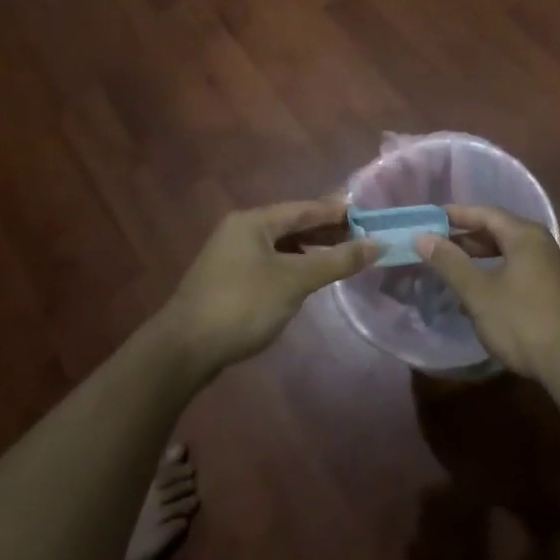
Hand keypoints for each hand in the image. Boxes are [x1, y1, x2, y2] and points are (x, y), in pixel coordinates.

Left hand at [159, 201, 375, 378]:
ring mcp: (230, 256)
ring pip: (280, 245)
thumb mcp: (295, 281)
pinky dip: (292, 265)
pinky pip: (269, 263)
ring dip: (310, 249)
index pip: (304, 208)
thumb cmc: (242, 305)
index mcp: (254, 221)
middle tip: (361, 238)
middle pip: (292, 224)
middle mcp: (240, 230)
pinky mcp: (227, 281)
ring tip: (340, 257)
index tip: (368, 216)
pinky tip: (307, 279)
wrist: (183, 351)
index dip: (337, 211)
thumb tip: (377, 244)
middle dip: (326, 231)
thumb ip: (336, 260)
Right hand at [415, 205, 559, 380]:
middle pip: (498, 231)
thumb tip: (423, 237)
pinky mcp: (553, 290)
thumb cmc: (523, 321)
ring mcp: (550, 267)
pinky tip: (478, 296)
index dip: (456, 214)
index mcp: (524, 235)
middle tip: (436, 245)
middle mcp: (540, 244)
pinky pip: (517, 271)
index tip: (430, 219)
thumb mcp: (479, 293)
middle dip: (466, 238)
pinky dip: (494, 274)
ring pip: (508, 253)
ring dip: (479, 259)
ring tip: (451, 269)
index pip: (485, 213)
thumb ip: (450, 263)